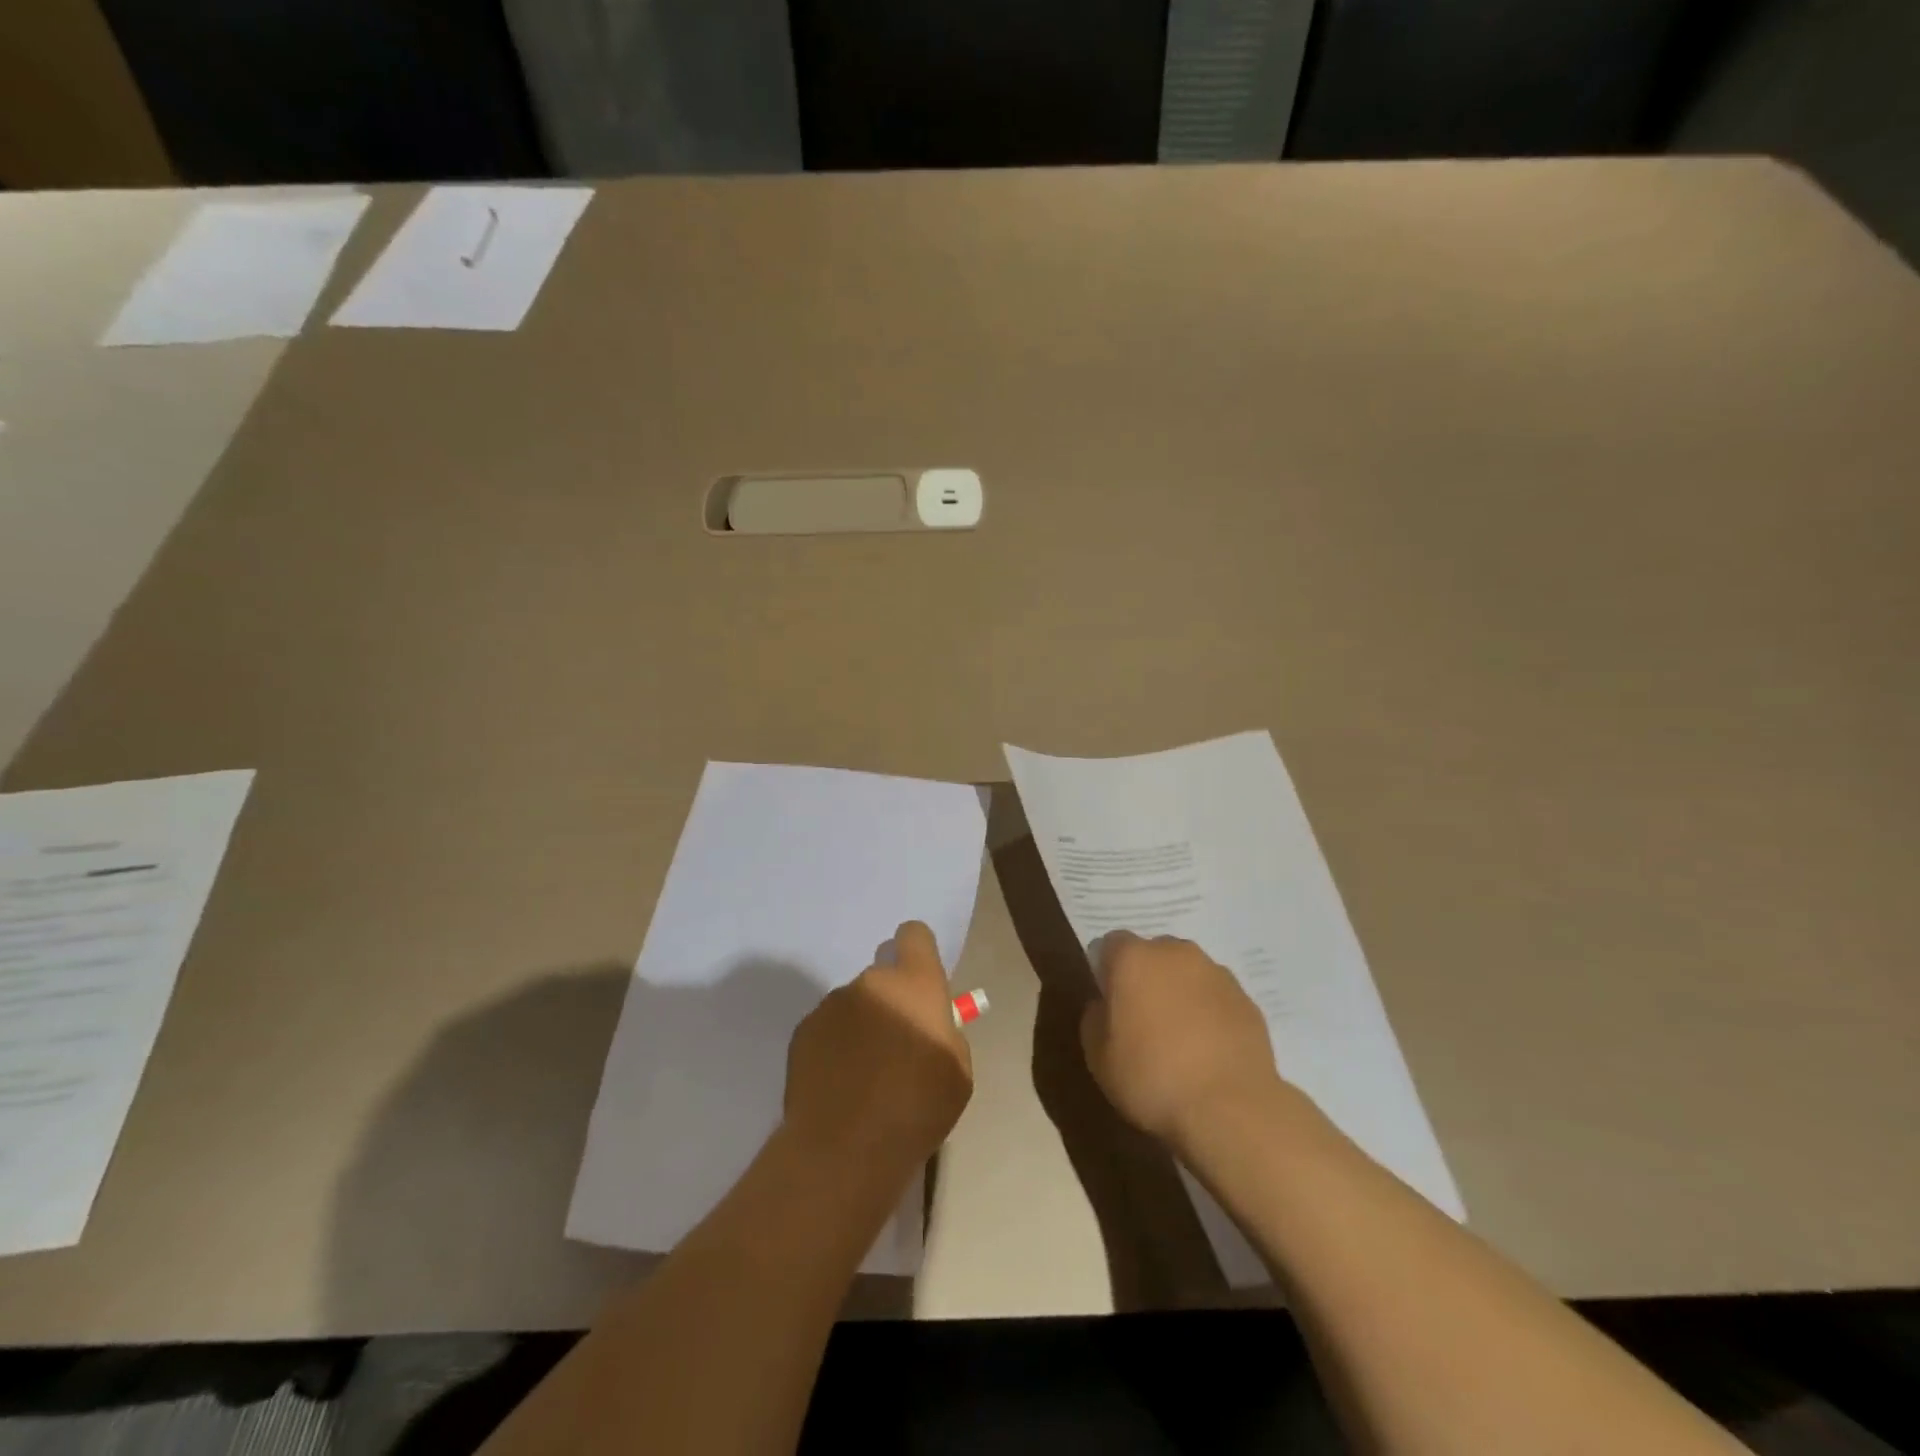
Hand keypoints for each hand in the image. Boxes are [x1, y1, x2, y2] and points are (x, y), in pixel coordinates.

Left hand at [784, 921, 972, 1175]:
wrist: (844, 1149)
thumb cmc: (916, 1109)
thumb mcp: (958, 1072)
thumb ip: (946, 1033)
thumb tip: (929, 1025)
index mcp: (915, 984)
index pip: (914, 935)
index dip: (918, 952)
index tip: (920, 983)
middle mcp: (871, 982)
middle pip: (883, 977)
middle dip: (891, 1002)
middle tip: (895, 1049)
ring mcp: (832, 1005)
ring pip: (854, 1005)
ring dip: (861, 1026)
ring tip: (863, 1077)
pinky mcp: (803, 1031)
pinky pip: (827, 1029)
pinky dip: (834, 1048)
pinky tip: (838, 1087)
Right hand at [1080, 932, 1282, 1150]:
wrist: (1230, 1109)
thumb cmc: (1151, 1078)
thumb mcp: (1098, 1056)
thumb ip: (1094, 1018)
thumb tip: (1104, 1005)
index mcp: (1133, 958)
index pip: (1110, 944)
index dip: (1106, 971)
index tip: (1109, 1004)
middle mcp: (1175, 953)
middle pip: (1152, 954)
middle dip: (1145, 977)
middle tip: (1142, 1020)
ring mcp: (1216, 973)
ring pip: (1187, 973)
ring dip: (1180, 993)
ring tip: (1180, 1038)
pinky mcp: (1247, 999)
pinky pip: (1216, 997)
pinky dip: (1209, 1013)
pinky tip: (1208, 1050)